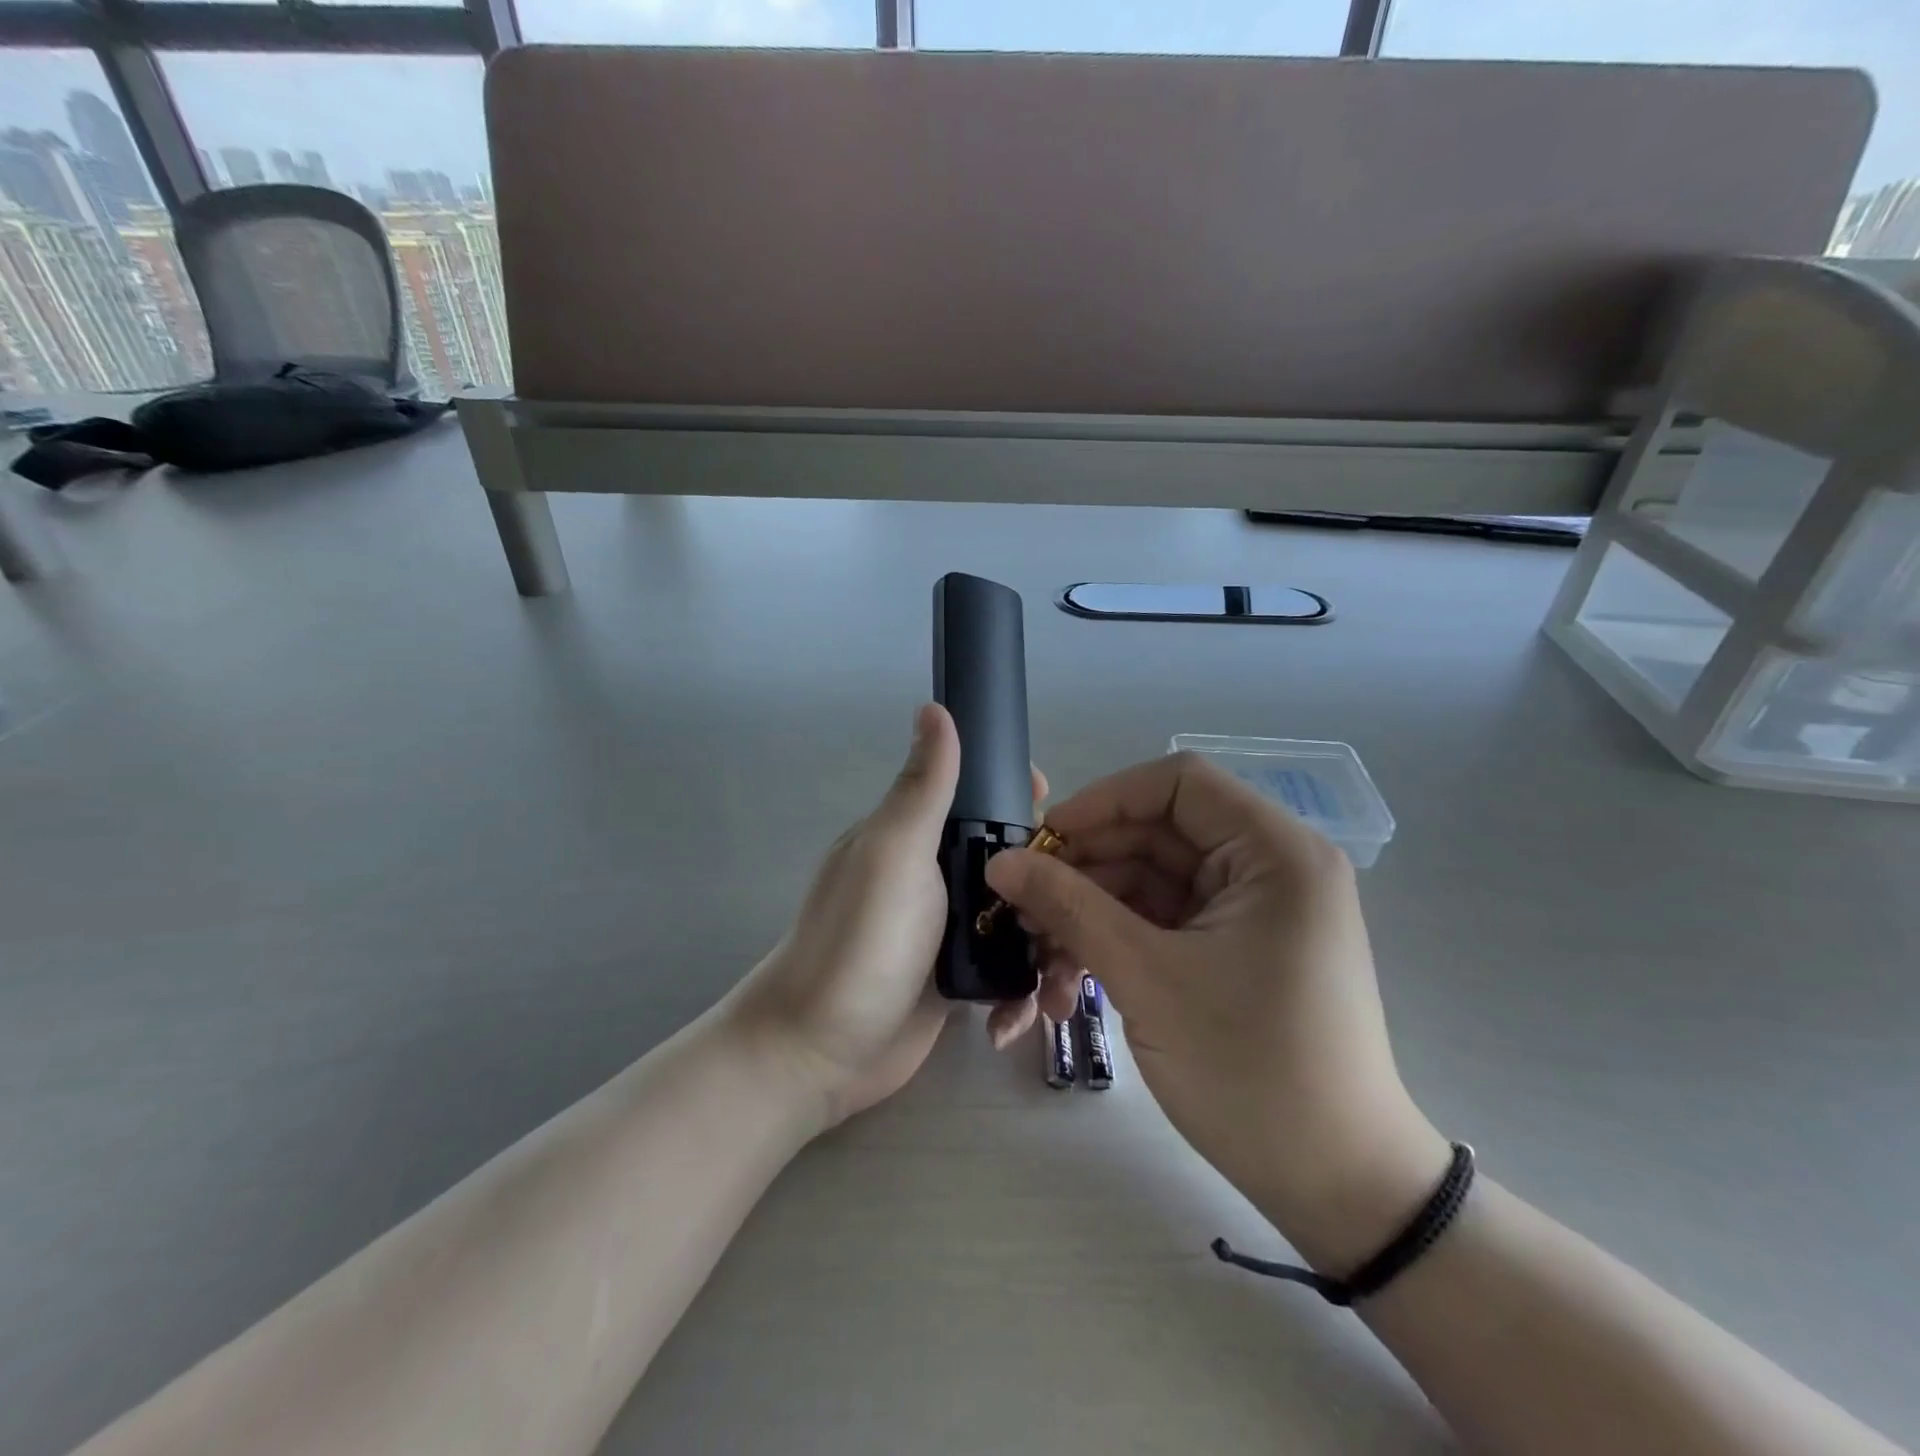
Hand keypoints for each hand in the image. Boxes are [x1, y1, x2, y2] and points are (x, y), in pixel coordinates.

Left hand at [726, 703, 1079, 1128]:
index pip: (978, 797)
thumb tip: (934, 707)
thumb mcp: (893, 853)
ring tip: (1062, 981)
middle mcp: (935, 876)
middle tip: (1081, 909)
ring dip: (1045, 944)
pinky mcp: (959, 980)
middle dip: (1051, 880)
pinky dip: (1020, 990)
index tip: (1058, 812)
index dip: (1019, 797)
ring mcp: (948, 930)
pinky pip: (1007, 971)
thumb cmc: (860, 941)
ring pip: (1017, 918)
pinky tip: (1020, 1016)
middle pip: (1012, 860)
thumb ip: (923, 788)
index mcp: (917, 836)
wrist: (819, 1052)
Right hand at [984, 752, 1450, 1273]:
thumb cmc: (1251, 1070)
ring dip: (1087, 918)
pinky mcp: (1231, 950)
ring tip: (1033, 964)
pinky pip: (1159, 925)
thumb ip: (1069, 907)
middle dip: (1082, 871)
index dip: (1103, 801)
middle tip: (1020, 907)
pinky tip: (1064, 989)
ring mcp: (1248, 912)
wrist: (1335, 1187)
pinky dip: (1112, 947)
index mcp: (1274, 852)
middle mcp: (1266, 868)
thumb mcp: (1147, 978)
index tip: (1043, 840)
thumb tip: (1000, 861)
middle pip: (1154, 836)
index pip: (1177, 784)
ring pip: (1147, 886)